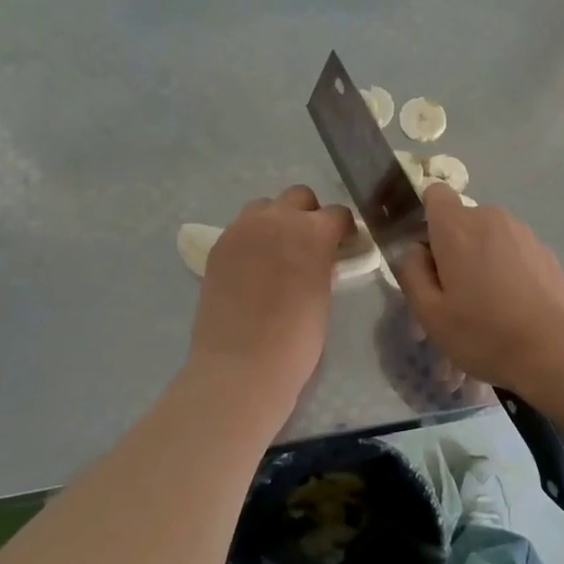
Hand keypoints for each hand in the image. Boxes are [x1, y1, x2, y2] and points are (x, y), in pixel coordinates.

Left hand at [188, 186, 354, 414]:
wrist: (241, 366)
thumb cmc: (296, 339)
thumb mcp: (323, 294)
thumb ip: (323, 263)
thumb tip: (321, 257)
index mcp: (313, 232)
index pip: (337, 214)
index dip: (343, 229)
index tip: (344, 244)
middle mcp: (277, 219)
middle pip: (298, 196)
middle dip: (308, 214)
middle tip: (310, 244)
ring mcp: (243, 230)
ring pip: (265, 207)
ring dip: (276, 220)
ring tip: (277, 251)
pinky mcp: (219, 246)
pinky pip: (241, 228)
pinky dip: (252, 238)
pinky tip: (253, 266)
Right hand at [395, 184, 563, 387]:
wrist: (554, 350)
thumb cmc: (482, 331)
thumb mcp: (429, 313)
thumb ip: (411, 272)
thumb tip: (414, 250)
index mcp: (457, 226)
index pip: (435, 193)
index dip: (426, 217)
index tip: (426, 253)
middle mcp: (491, 218)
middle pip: (462, 221)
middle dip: (452, 249)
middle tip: (452, 296)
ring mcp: (523, 233)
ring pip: (489, 239)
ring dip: (481, 262)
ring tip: (485, 309)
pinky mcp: (546, 252)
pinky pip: (514, 253)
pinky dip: (507, 272)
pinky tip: (513, 310)